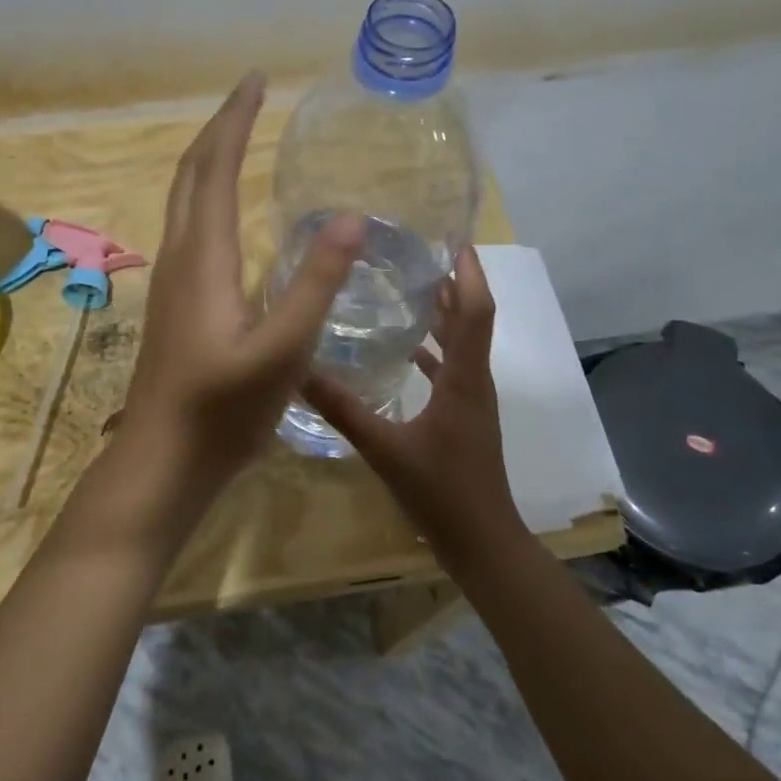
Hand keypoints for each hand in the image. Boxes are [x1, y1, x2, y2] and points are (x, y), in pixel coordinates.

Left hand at [121, 72, 364, 496]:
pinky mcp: (175, 300)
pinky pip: (189, 225)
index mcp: (204, 258)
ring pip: (184, 198)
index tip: (258, 81)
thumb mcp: (283, 350)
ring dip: (210, 158)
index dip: (236, 120)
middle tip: (252, 95)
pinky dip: (208, 194)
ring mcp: (171, 279)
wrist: (163, 460)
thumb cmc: (223, 410)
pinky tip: (230, 212)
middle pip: (191, 172)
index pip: (216, 168)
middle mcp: (180, 256)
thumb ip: (316, 284)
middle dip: (220, 127)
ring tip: (242, 137)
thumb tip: (350, 217)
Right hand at [301, 246, 522, 552]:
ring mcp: (472, 399)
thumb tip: (298, 372)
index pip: (475, 310)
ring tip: (406, 287)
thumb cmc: (441, 492)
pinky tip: (404, 348)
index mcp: (464, 378)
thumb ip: (343, 410)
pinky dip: (433, 349)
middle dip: (449, 282)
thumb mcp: (384, 449)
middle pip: (470, 318)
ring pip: (461, 342)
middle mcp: (475, 380)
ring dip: (442, 313)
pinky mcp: (464, 415)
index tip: (451, 239)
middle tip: (413, 253)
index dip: (468, 271)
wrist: (482, 542)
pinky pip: (452, 368)